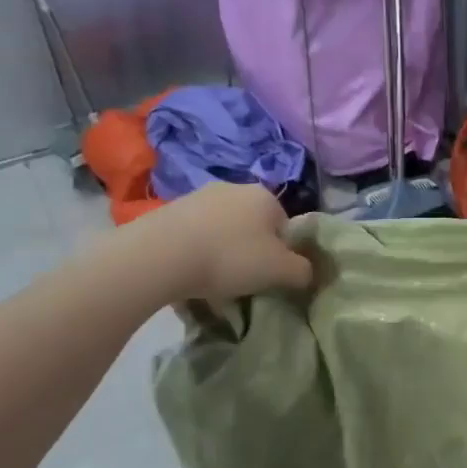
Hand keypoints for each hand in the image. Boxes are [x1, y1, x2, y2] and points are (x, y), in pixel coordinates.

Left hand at [109, 183, 312, 308]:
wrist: (159, 256)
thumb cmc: (230, 258)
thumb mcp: (280, 271)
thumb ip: (303, 271)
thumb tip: (307, 272)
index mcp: (265, 196)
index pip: (285, 226)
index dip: (281, 253)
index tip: (269, 275)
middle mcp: (234, 188)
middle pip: (253, 225)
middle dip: (251, 250)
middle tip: (242, 279)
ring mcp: (199, 196)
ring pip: (223, 229)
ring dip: (222, 250)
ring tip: (212, 280)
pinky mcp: (169, 210)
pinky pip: (195, 234)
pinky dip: (196, 251)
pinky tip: (188, 273)